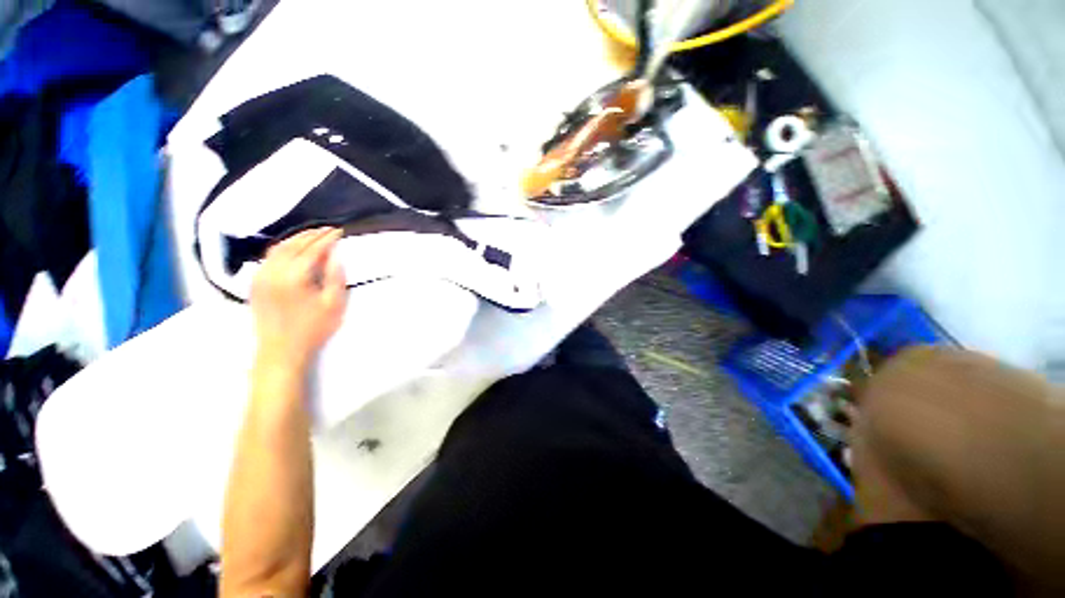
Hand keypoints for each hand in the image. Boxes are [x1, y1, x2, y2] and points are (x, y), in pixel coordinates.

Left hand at [251, 228, 347, 369]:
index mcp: (294, 277)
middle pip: (294, 244)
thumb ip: (336, 277)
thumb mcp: (334, 304)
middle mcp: (273, 271)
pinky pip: (269, 257)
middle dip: (312, 234)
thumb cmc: (313, 329)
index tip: (339, 231)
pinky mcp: (255, 282)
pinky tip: (293, 249)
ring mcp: (261, 276)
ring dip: (297, 238)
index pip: (313, 249)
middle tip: (329, 230)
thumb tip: (336, 255)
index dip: (327, 238)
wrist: (280, 350)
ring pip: (278, 248)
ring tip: (313, 235)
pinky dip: (283, 248)